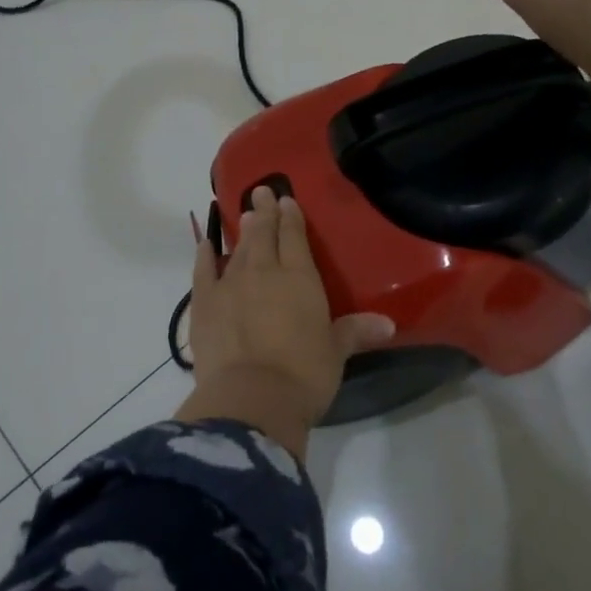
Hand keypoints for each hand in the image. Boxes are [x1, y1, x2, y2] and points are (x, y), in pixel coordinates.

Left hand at [177, 186, 394, 457]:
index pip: (295, 238)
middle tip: (260, 191)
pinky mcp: (203, 305)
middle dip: (263, 212)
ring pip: (238, 249)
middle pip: (264, 234)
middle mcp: (264, 272)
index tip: (287, 200)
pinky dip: (204, 256)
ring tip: (242, 214)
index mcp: (299, 278)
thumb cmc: (303, 374)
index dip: (291, 217)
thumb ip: (356, 332)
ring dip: (241, 231)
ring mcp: (230, 285)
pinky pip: (203, 272)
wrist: (251, 399)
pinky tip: (205, 245)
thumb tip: (388, 324)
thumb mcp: (335, 353)